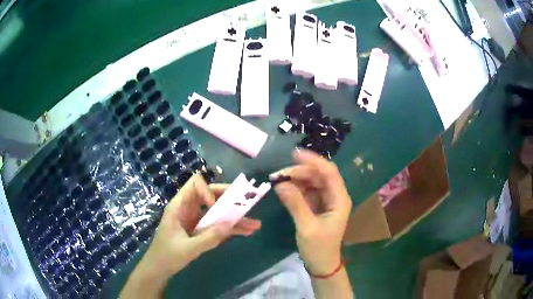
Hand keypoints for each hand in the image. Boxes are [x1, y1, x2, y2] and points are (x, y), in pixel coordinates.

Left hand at [121, 174, 260, 297]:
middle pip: (211, 195)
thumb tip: (231, 223)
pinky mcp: (200, 231)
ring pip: (218, 212)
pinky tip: (246, 233)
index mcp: (179, 206)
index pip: (195, 184)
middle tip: (248, 203)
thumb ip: (209, 237)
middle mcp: (189, 209)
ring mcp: (196, 220)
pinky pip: (217, 226)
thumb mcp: (188, 248)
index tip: (214, 205)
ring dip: (235, 218)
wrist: (159, 269)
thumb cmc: (167, 256)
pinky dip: (230, 229)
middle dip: (230, 199)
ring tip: (255, 224)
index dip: (207, 190)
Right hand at [270, 150, 351, 274]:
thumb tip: (280, 184)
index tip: (295, 155)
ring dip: (296, 179)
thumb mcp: (306, 227)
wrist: (321, 264)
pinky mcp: (317, 206)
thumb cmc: (318, 247)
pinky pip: (307, 191)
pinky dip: (296, 188)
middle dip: (300, 171)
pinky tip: (284, 188)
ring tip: (278, 180)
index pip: (329, 172)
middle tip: (279, 174)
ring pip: (312, 182)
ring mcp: (326, 201)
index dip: (314, 161)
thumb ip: (295, 204)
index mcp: (339, 199)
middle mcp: (335, 196)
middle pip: (319, 175)